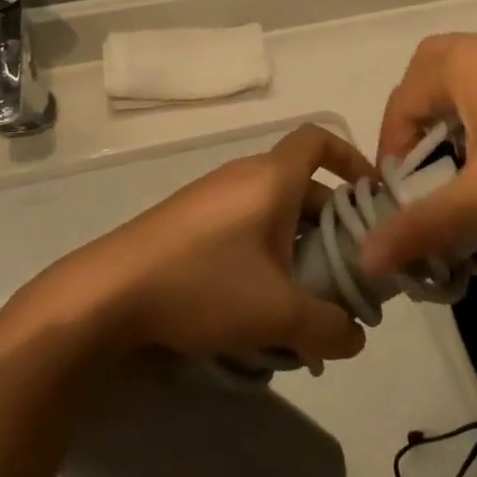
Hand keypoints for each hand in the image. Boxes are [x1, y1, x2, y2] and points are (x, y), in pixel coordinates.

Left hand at [50, 125, 370, 365]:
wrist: (107, 295)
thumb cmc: (204, 284)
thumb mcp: (278, 313)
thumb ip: (329, 327)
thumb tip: (356, 338)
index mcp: (271, 178)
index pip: (320, 138)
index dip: (352, 158)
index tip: (370, 196)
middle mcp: (242, 176)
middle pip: (302, 187)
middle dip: (329, 228)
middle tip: (344, 275)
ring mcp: (210, 198)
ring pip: (272, 215)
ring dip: (296, 251)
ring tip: (303, 304)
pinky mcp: (186, 224)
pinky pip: (242, 230)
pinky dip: (262, 258)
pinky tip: (256, 309)